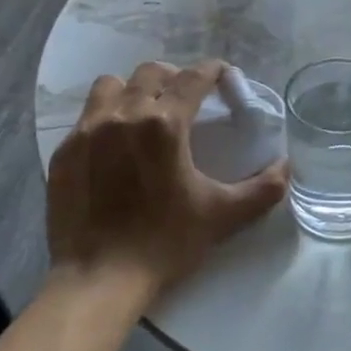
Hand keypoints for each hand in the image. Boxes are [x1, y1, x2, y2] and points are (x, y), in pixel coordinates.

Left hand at [46, 60, 287, 294]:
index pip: (193, 77)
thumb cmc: (166, 243)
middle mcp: (124, 116)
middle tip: (187, 99)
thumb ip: (263, 189)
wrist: (100, 279)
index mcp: (165, 124)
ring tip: (144, 113)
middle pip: (151, 73)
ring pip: (111, 86)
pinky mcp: (64, 152)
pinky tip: (115, 146)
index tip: (222, 75)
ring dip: (133, 91)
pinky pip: (86, 116)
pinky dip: (106, 118)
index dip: (212, 71)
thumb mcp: (223, 216)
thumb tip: (286, 167)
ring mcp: (88, 132)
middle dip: (174, 78)